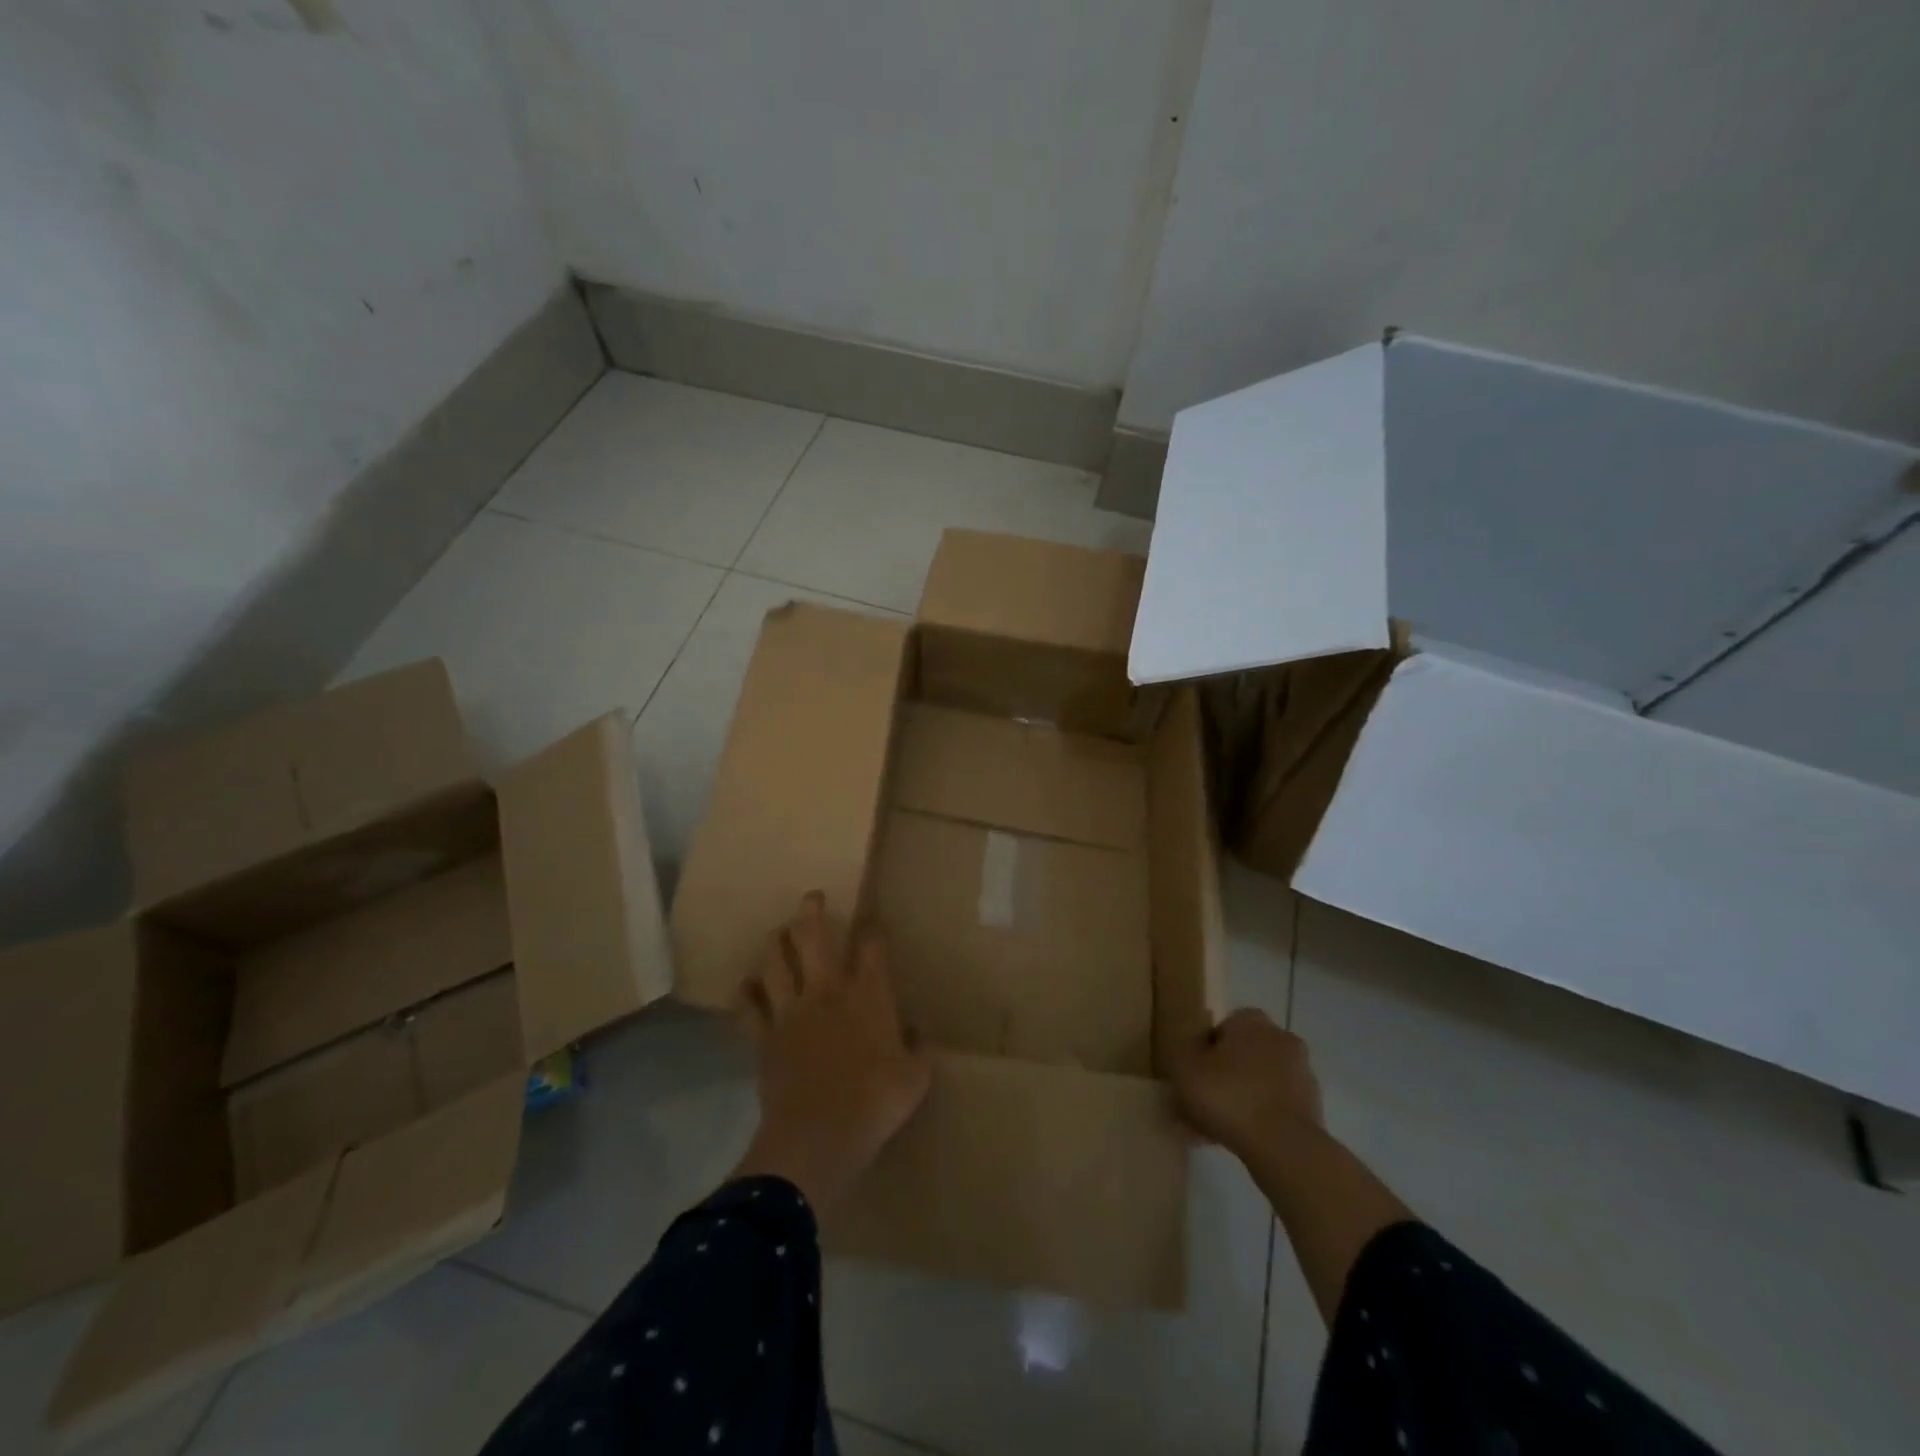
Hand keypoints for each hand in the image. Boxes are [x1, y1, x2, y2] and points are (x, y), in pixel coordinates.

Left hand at [732, 892, 931, 1214]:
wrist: (818, 1136)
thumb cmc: (876, 1102)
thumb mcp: (916, 1078)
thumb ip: (919, 1050)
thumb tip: (918, 1034)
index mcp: (868, 995)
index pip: (872, 947)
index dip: (873, 929)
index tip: (873, 920)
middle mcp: (826, 991)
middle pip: (813, 937)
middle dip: (811, 911)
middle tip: (811, 897)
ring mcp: (790, 1012)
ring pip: (775, 962)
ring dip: (775, 943)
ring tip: (777, 932)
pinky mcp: (764, 1038)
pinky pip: (748, 1008)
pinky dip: (745, 993)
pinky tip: (745, 985)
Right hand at [1169, 1009, 1322, 1159]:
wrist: (1284, 1146)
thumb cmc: (1228, 1095)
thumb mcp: (1184, 1065)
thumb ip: (1182, 1048)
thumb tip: (1190, 1044)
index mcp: (1250, 1020)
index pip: (1220, 1028)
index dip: (1202, 1052)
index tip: (1191, 1076)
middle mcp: (1280, 1038)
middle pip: (1241, 1055)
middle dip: (1223, 1076)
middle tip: (1201, 1103)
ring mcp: (1301, 1074)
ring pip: (1258, 1083)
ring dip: (1240, 1098)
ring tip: (1214, 1129)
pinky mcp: (1312, 1108)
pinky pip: (1274, 1107)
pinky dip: (1258, 1119)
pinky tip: (1237, 1140)